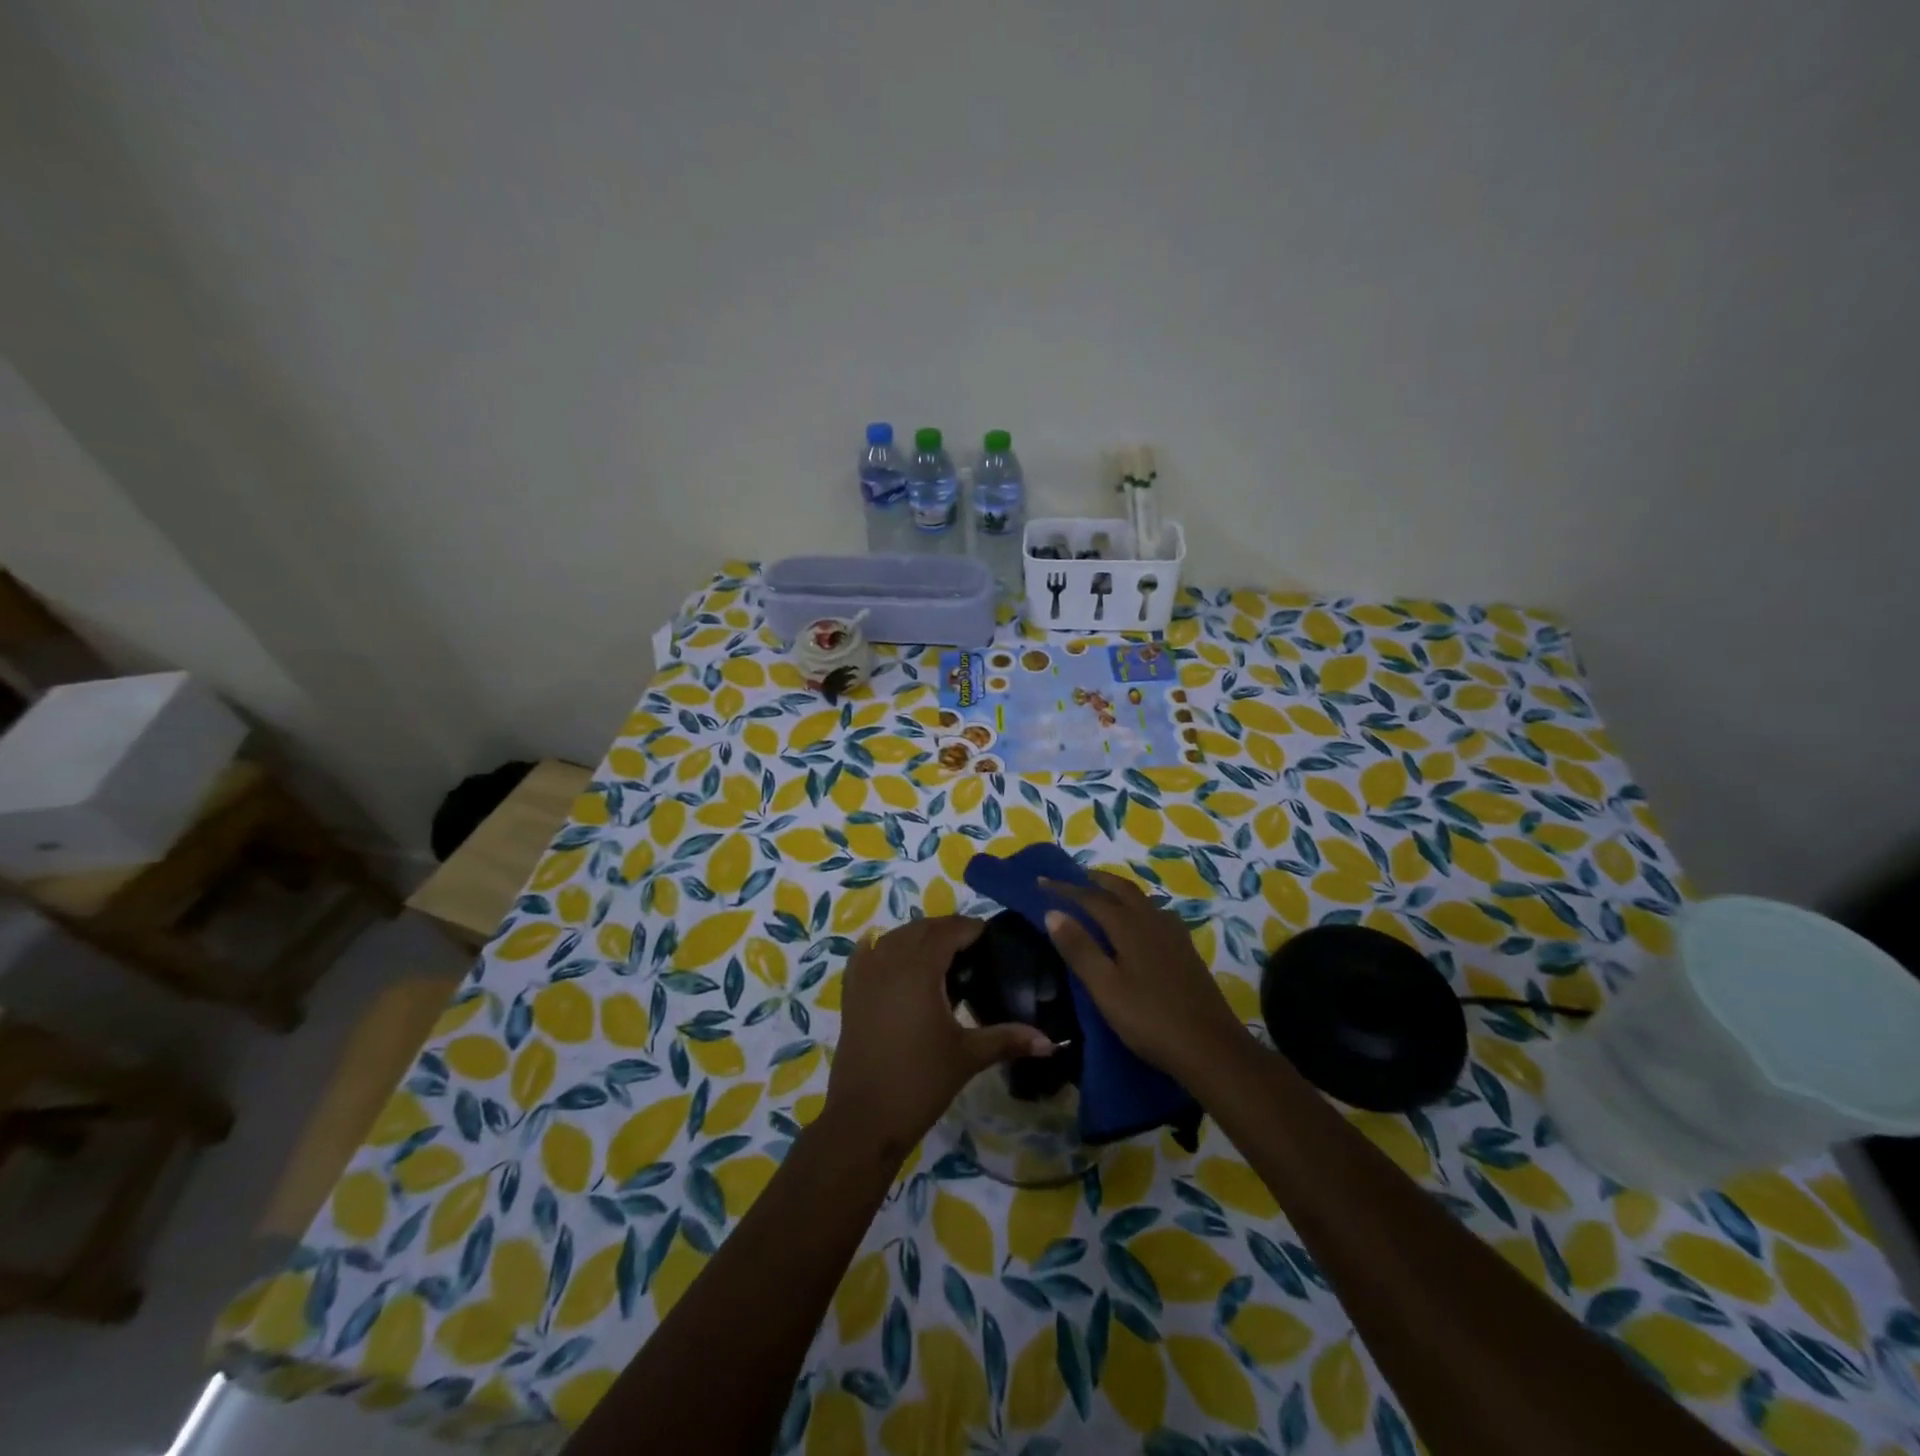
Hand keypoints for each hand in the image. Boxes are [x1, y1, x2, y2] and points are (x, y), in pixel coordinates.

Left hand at [824, 916, 1052, 1155]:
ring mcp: (865, 975)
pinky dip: (882, 947)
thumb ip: (1008, 1039)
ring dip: (918, 937)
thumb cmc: (920, 1082)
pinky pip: (866, 953)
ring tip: (942, 956)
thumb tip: (1050, 1041)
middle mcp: (889, 961)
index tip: (992, 938)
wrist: (863, 1119)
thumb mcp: (968, 1056)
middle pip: (921, 928)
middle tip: (973, 948)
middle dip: (947, 930)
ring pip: (894, 937)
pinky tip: (894, 957)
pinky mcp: (850, 992)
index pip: (948, 931)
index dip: (971, 928)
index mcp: (919, 969)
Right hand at [1042, 873, 1250, 1082]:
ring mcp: (1174, 935)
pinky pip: (1156, 915)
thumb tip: (1052, 912)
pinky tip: (1140, 925)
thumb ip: (1079, 948)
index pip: (1091, 898)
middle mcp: (1152, 921)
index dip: (1065, 888)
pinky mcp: (1186, 951)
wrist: (1211, 1048)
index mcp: (1129, 926)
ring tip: (1103, 896)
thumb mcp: (1105, 987)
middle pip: (1122, 889)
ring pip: (1142, 900)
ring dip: (1119, 891)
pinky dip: (1138, 908)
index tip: (1041, 881)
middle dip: (1097, 880)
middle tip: (1075, 878)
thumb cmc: (1149, 1018)